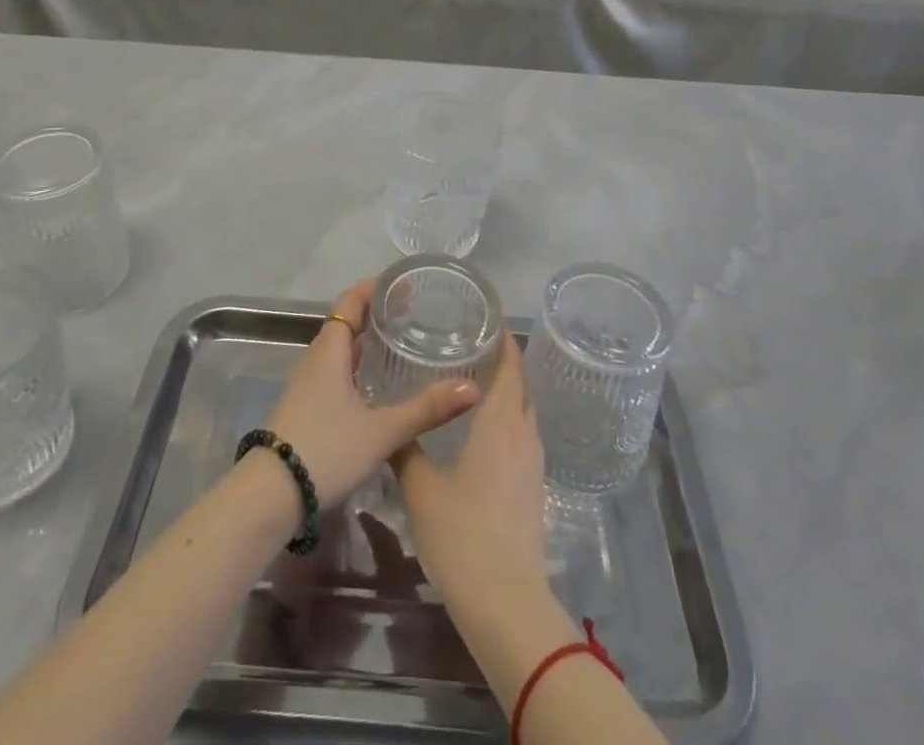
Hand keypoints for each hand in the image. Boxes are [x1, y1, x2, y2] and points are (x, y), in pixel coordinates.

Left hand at [264, 278, 480, 511]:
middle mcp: (317, 359)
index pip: (351, 301)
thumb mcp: (382, 431)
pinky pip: (336, 372)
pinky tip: (378, 387)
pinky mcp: (307, 408)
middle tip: (413, 313)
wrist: (269, 497)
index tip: (405, 284)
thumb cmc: (326, 449)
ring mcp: (308, 385)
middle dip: (377, 314)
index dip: (375, 288)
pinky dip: (358, 367)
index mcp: (330, 349)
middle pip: (346, 322)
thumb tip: (472, 389)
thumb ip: (426, 409)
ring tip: (401, 344)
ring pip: (340, 350)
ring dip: (366, 342)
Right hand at [391, 331, 549, 605]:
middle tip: (474, 346)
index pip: (510, 368)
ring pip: (524, 414)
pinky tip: (483, 433)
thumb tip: (390, 425)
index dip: (504, 342)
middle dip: (505, 364)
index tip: (487, 321)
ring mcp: (533, 465)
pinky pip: (523, 439)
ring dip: (508, 395)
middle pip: (522, 387)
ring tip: (475, 384)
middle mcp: (524, 435)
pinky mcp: (533, 490)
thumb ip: (406, 450)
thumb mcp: (422, 488)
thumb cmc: (462, 533)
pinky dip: (508, 423)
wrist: (506, 603)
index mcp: (502, 423)